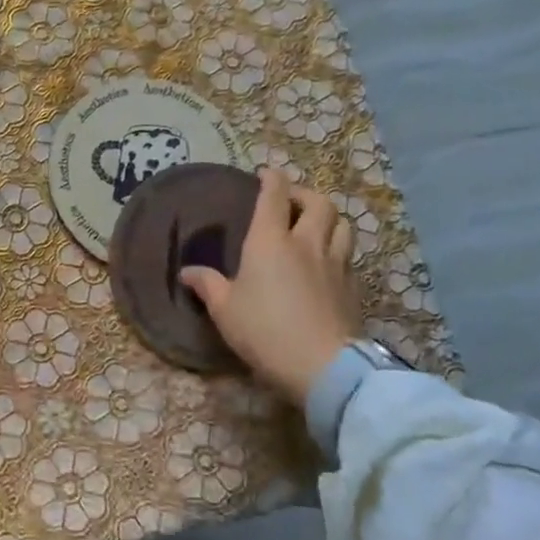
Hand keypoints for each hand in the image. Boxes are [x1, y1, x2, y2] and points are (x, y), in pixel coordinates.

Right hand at [178, 169, 363, 403]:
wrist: (324, 366)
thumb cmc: (265, 331)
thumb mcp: (225, 310)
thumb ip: (208, 285)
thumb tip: (187, 272)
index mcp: (270, 241)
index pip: (274, 196)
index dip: (271, 179)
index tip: (266, 173)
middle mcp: (306, 244)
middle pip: (319, 202)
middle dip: (304, 194)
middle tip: (291, 201)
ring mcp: (335, 264)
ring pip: (342, 225)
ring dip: (328, 218)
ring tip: (314, 226)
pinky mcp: (353, 287)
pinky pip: (348, 255)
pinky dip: (337, 249)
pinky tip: (326, 263)